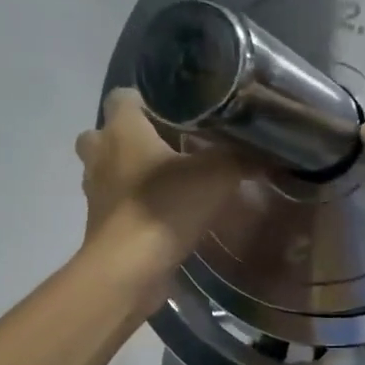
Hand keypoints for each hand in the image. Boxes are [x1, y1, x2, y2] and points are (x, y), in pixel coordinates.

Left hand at [77, 89, 254, 297]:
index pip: (123, 95)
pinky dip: (133, 206)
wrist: (129, 269)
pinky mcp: (99, 224)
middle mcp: (100, 154)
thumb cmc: (167, 206)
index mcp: (122, 129)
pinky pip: (115, 204)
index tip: (177, 112)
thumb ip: (242, 157)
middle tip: (169, 147)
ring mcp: (95, 191)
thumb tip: (268, 150)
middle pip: (106, 133)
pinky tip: (164, 214)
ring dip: (130, 173)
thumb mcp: (218, 175)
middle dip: (132, 137)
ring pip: (107, 170)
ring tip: (169, 181)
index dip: (147, 99)